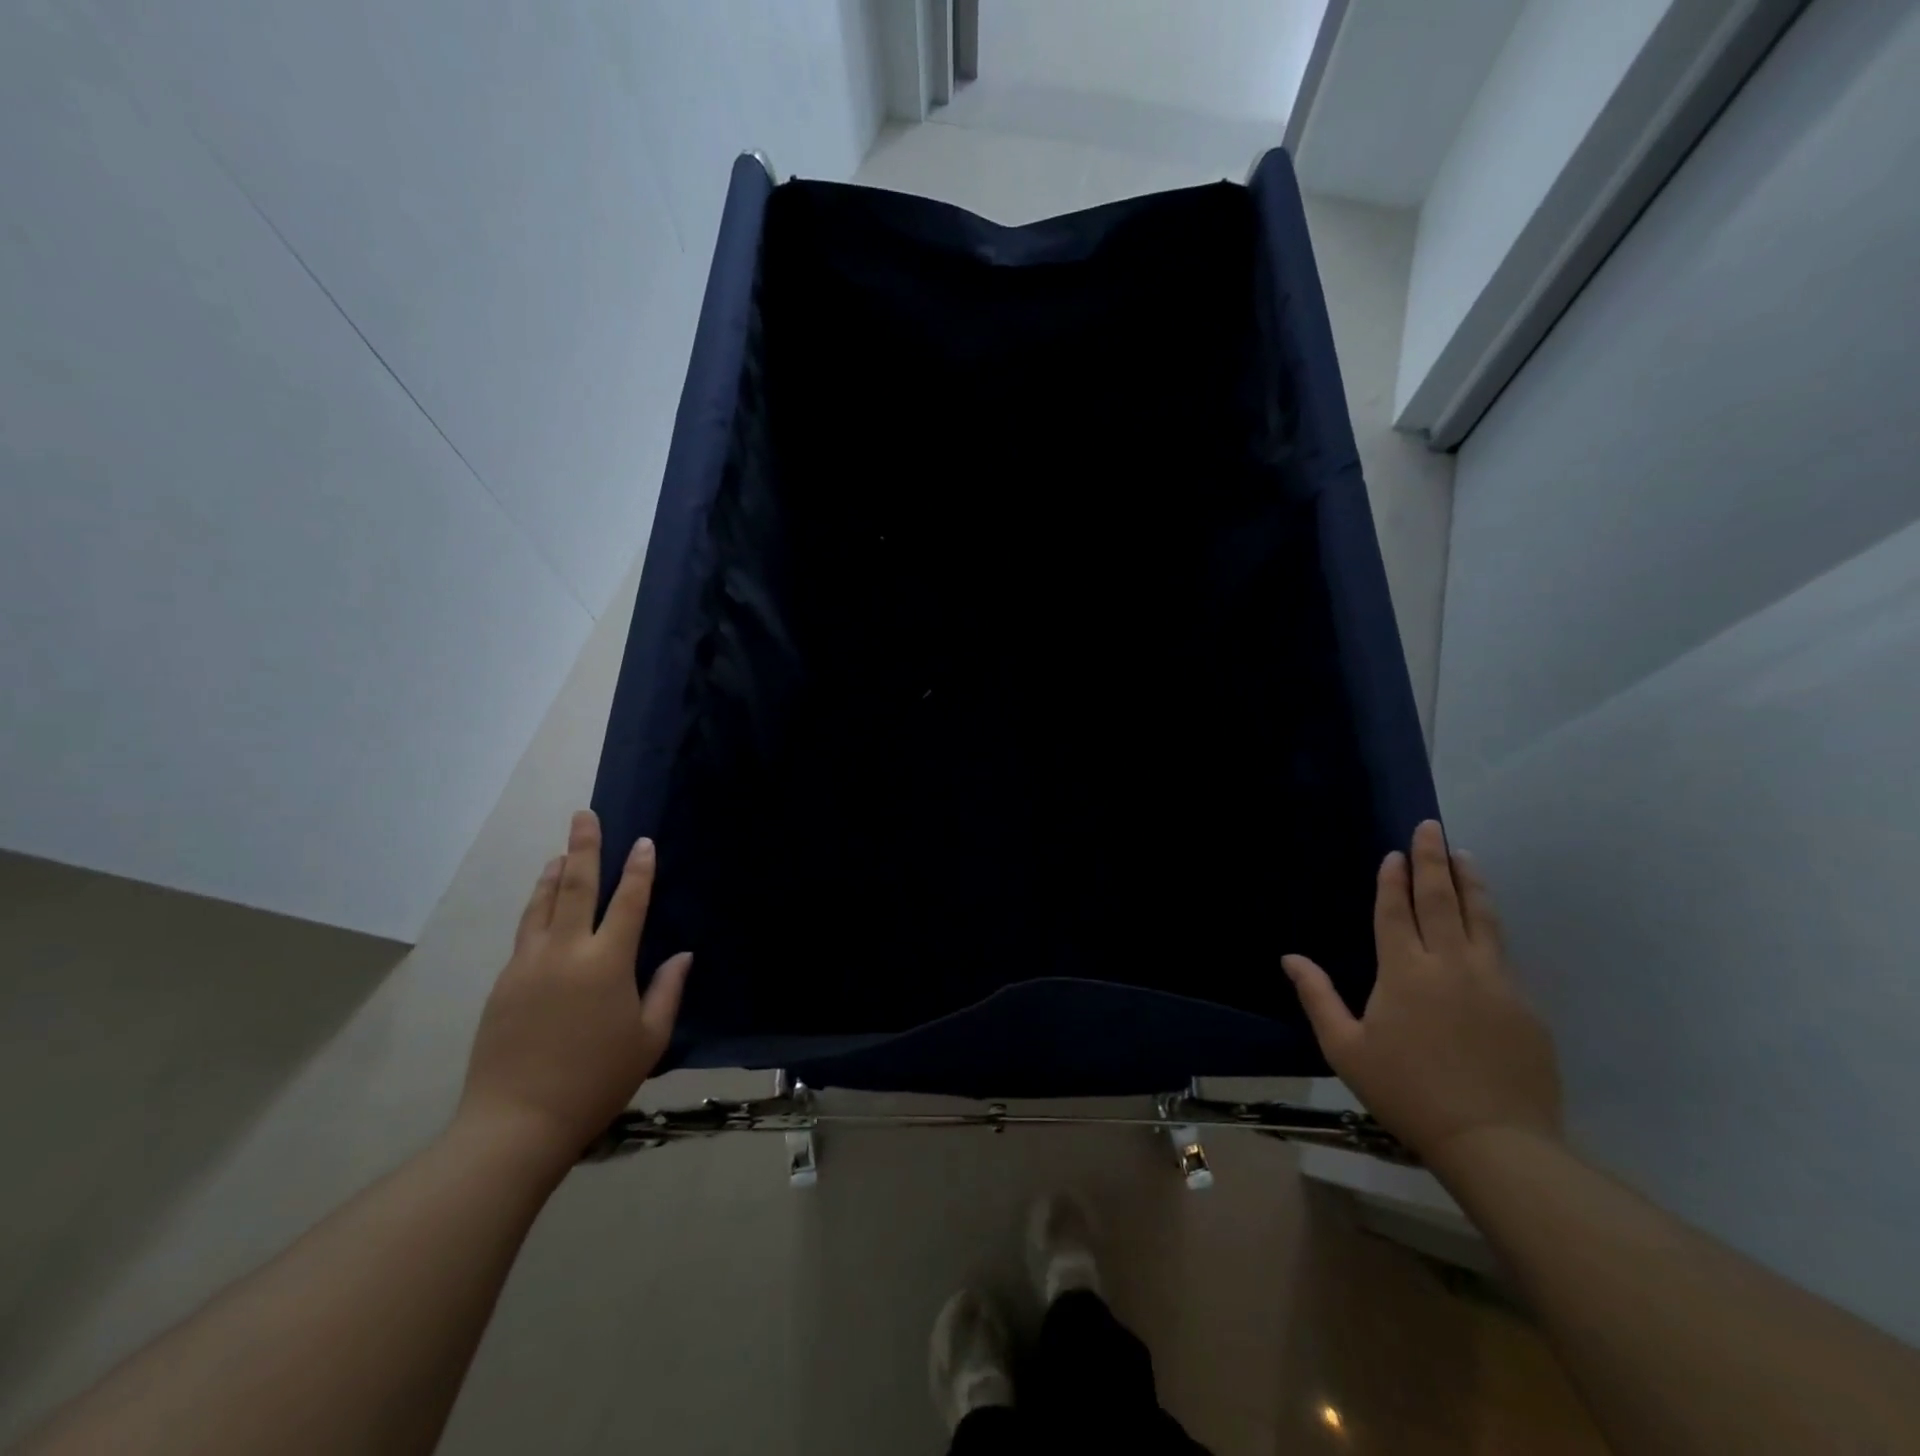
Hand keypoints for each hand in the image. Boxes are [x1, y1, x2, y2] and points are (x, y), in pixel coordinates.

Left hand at [458, 810, 691, 1166]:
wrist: (517, 1122)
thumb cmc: (596, 1080)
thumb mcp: (649, 1038)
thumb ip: (667, 990)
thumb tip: (682, 955)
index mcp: (607, 963)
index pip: (629, 902)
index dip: (640, 869)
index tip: (644, 842)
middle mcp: (566, 952)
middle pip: (576, 887)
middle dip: (584, 848)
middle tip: (584, 816)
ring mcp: (528, 965)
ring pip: (542, 905)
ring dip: (555, 874)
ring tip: (562, 853)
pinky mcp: (504, 983)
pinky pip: (525, 932)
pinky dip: (537, 908)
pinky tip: (542, 905)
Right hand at [1282, 820, 1560, 1164]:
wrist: (1495, 1141)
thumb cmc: (1406, 1092)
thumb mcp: (1345, 1048)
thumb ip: (1318, 997)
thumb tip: (1290, 958)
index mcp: (1404, 971)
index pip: (1396, 911)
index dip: (1393, 880)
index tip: (1395, 853)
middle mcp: (1450, 964)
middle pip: (1441, 900)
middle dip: (1433, 860)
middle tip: (1431, 827)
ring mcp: (1493, 981)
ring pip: (1481, 917)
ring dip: (1470, 881)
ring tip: (1464, 855)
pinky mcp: (1524, 1004)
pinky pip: (1501, 951)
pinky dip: (1490, 923)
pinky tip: (1485, 919)